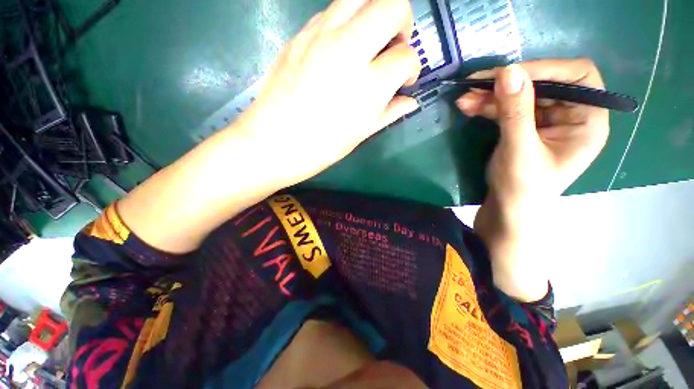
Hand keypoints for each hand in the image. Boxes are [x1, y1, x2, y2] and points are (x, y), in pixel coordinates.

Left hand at [236, 0, 421, 186]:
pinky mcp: (300, 35)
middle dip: (402, 24)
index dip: (411, 69)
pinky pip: (331, 11)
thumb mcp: (359, 135)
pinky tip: (341, 46)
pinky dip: (346, 21)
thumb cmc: (321, 147)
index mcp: (369, 85)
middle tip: (394, 47)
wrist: (274, 142)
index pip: (406, 58)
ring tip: (370, 40)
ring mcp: (322, 37)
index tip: (404, 81)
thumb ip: (388, 113)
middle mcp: (350, 51)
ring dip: (374, 13)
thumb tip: (409, 102)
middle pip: (392, 7)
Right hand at [457, 59, 608, 211]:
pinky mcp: (524, 128)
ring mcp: (545, 121)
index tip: (509, 74)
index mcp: (587, 121)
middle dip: (508, 84)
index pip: (577, 77)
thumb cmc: (522, 189)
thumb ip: (515, 112)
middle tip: (476, 84)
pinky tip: (469, 106)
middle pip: (543, 84)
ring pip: (520, 96)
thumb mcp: (519, 150)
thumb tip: (508, 71)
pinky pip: (507, 109)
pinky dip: (488, 106)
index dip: (545, 69)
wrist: (507, 211)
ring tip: (464, 98)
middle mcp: (570, 115)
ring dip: (491, 95)